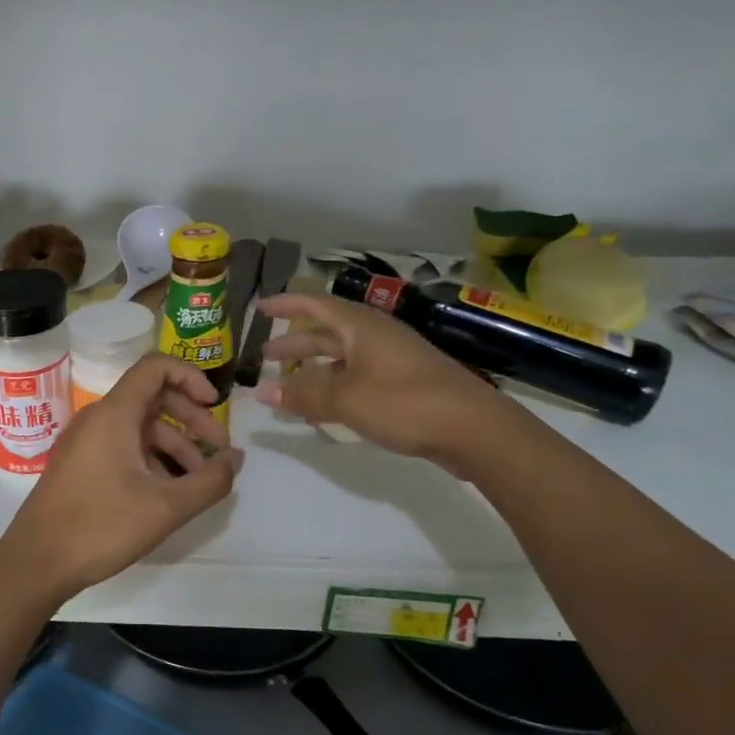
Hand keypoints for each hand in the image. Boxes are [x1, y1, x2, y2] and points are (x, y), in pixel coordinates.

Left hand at [0, 354, 243, 603]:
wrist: (36, 562)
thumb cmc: (101, 526)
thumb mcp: (166, 508)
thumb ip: (209, 481)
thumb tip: (236, 459)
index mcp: (114, 413)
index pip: (155, 367)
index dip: (190, 376)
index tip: (215, 405)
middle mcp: (98, 418)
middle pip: (152, 397)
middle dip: (191, 419)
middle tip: (219, 450)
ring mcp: (85, 441)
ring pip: (139, 427)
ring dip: (174, 445)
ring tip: (199, 481)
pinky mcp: (79, 464)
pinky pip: (122, 446)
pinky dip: (151, 459)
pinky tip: (168, 492)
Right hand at [253, 292, 516, 467]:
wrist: (474, 429)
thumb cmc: (404, 402)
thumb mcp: (346, 398)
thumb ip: (302, 394)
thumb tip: (260, 391)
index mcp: (361, 327)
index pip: (315, 305)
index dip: (286, 305)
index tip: (260, 308)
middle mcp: (376, 337)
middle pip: (327, 334)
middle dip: (295, 344)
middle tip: (265, 357)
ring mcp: (393, 361)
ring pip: (343, 358)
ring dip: (314, 369)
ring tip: (288, 384)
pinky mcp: (404, 386)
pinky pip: (358, 379)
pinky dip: (335, 387)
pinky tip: (324, 408)